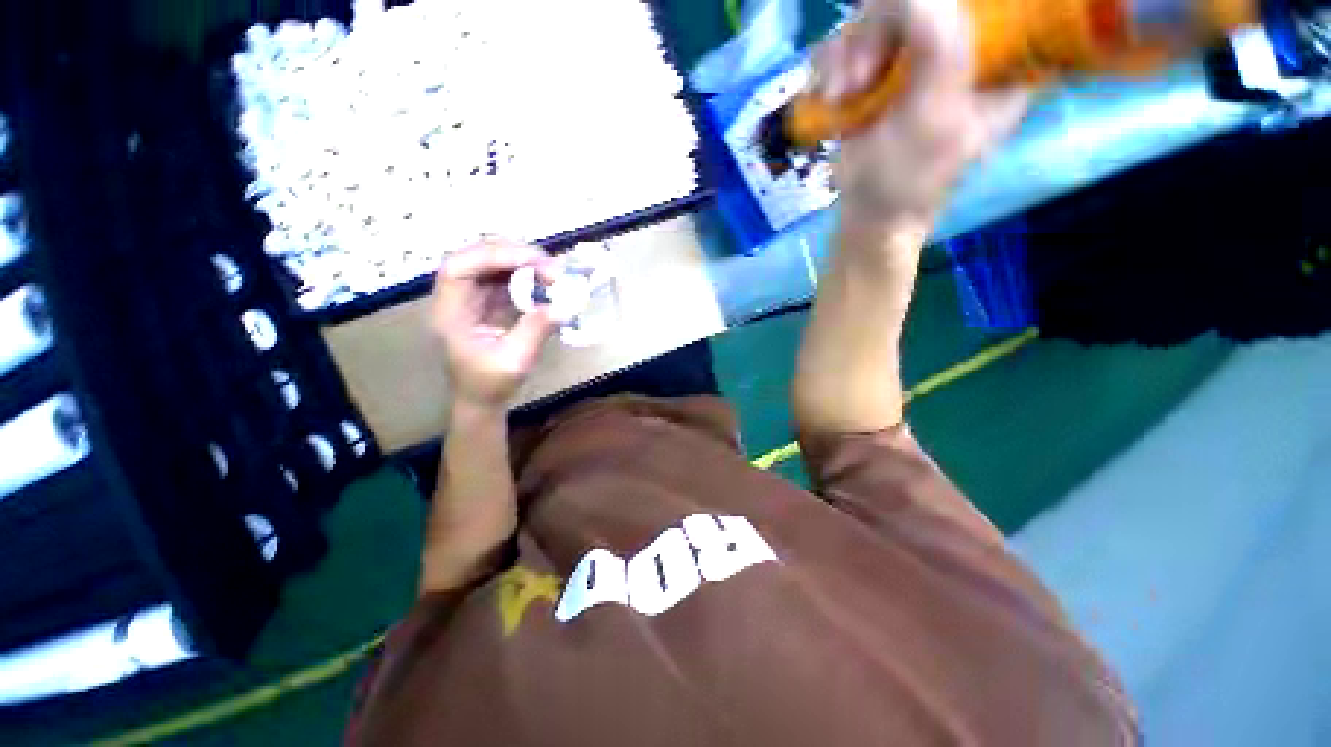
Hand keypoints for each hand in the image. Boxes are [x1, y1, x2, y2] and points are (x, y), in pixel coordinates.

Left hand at [431, 239, 555, 411]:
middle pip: (473, 258)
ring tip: (548, 268)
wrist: (480, 399)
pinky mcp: (485, 302)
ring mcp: (470, 299)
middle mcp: (455, 299)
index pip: (458, 269)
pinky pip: (501, 278)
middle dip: (510, 253)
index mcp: (450, 314)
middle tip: (546, 262)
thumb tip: (563, 306)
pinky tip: (542, 279)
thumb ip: (535, 331)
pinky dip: (523, 274)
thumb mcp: (515, 362)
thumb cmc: (490, 385)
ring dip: (519, 261)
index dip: (492, 256)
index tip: (531, 261)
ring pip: (488, 264)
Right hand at [814, 0, 1030, 230]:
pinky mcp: (878, 67)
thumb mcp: (934, 113)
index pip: (986, 2)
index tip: (909, 40)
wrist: (867, 212)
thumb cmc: (909, 177)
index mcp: (1001, 55)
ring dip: (848, 54)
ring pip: (876, 13)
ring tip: (843, 96)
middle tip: (863, 78)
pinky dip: (832, 66)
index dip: (939, 6)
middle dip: (879, 30)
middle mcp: (961, 45)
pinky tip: (833, 96)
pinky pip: (849, 39)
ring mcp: (915, 54)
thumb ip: (938, 41)